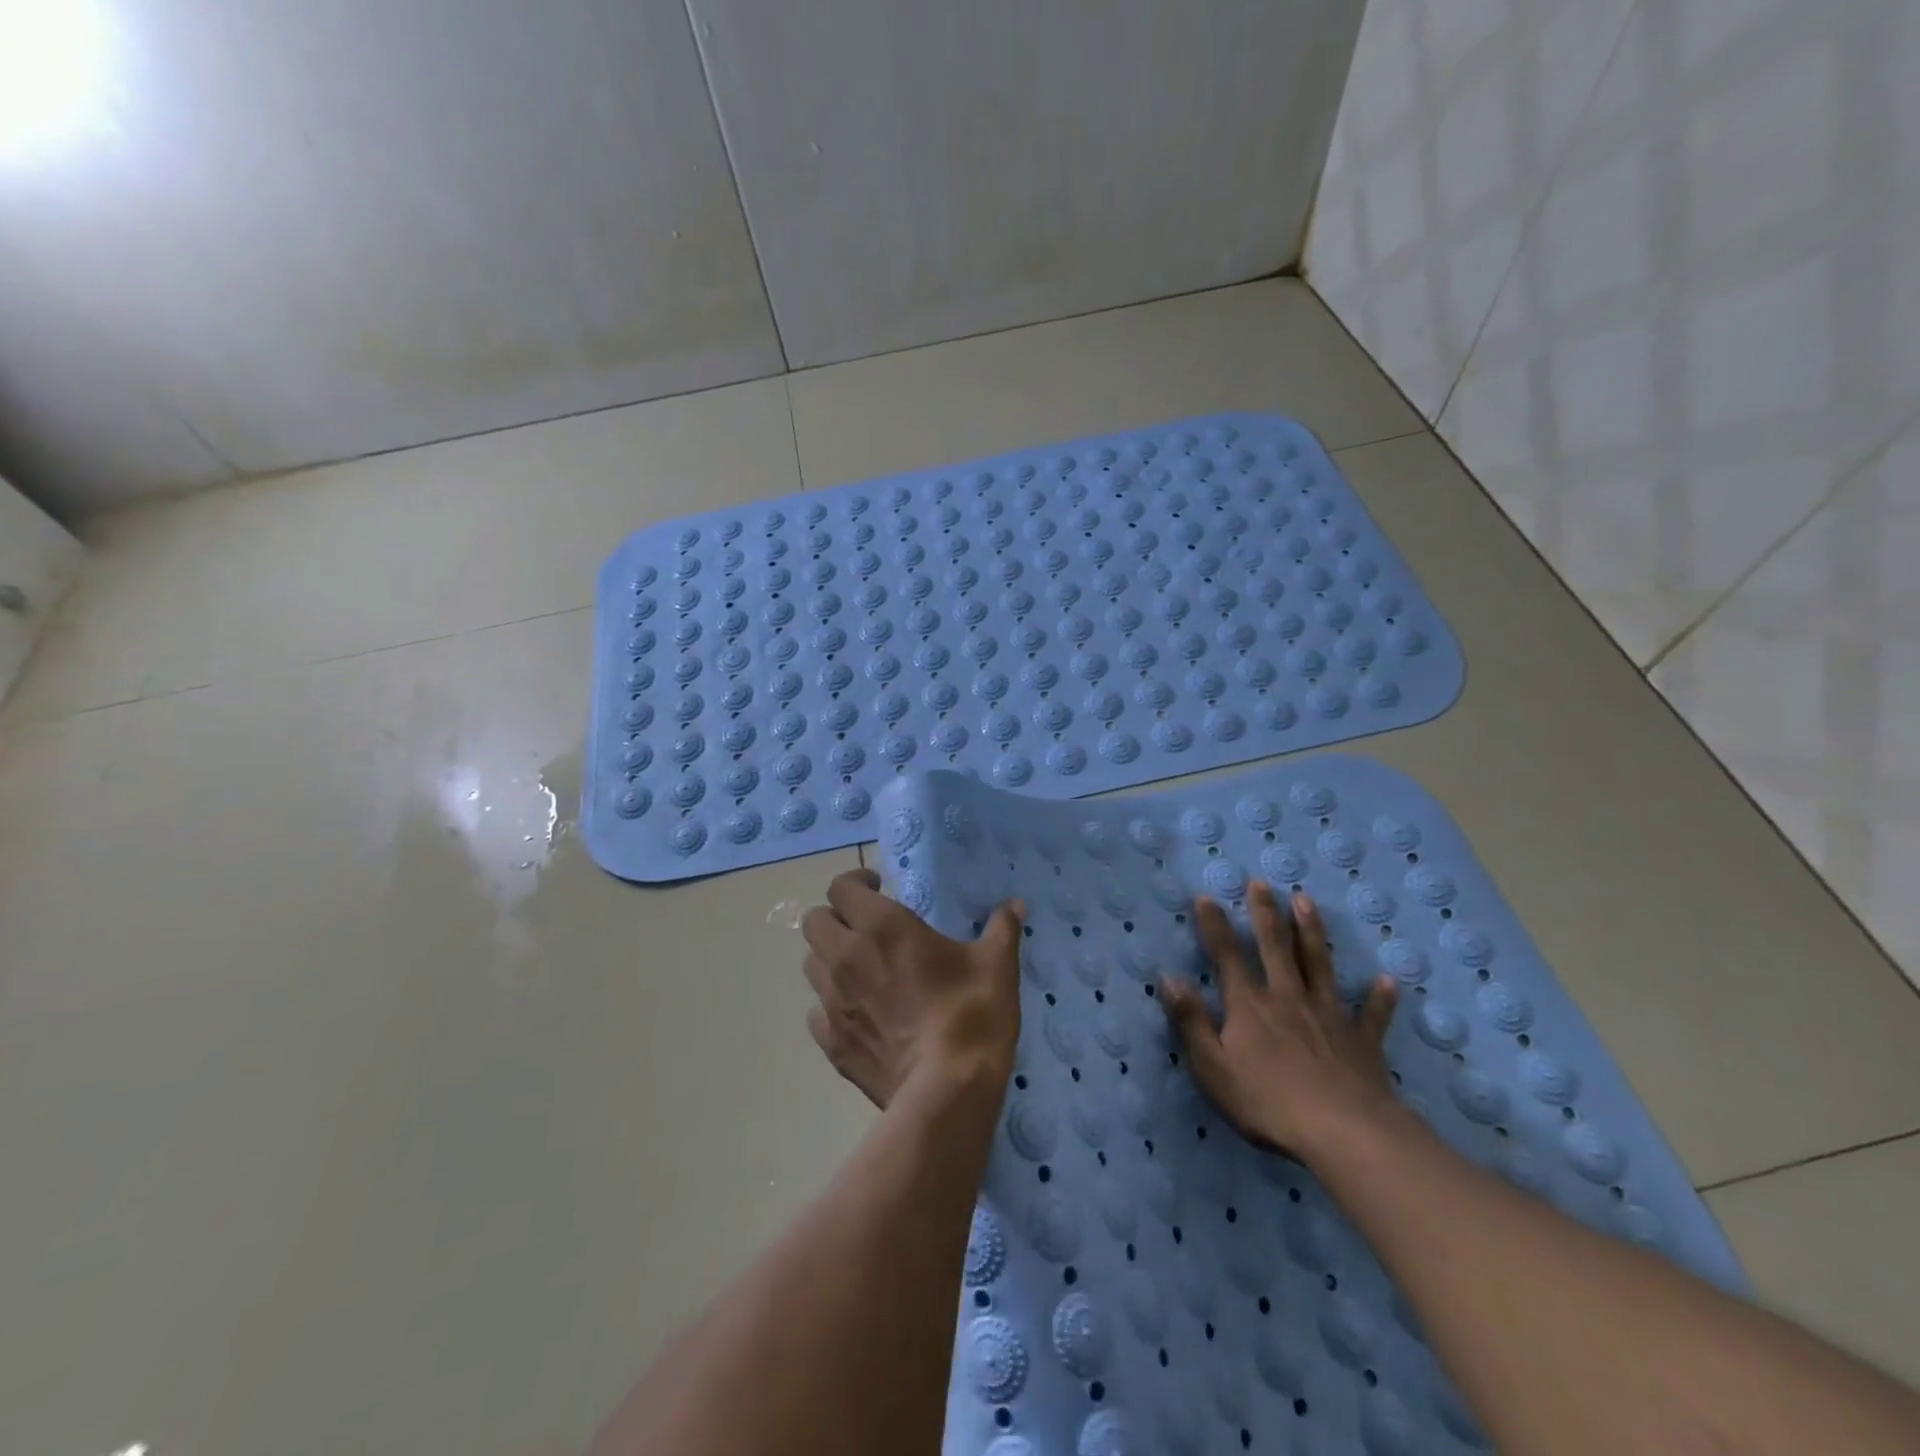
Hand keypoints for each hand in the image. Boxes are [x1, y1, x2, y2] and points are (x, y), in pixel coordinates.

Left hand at [800, 868, 1025, 1108]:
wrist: (946, 1092)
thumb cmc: (972, 1013)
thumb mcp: (996, 964)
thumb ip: (1002, 928)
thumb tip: (1015, 904)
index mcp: (881, 926)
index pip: (840, 888)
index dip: (855, 883)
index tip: (878, 889)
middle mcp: (847, 957)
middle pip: (813, 922)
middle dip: (835, 918)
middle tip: (864, 927)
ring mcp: (833, 1002)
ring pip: (811, 965)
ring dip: (830, 960)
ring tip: (860, 970)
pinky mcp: (831, 1043)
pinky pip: (817, 1013)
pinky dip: (832, 1006)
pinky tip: (860, 1014)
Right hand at [1160, 882, 1399, 1160]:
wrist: (1343, 1132)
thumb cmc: (1268, 1102)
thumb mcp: (1213, 1067)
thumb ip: (1190, 1020)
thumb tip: (1168, 977)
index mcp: (1250, 1005)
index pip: (1227, 956)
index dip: (1214, 926)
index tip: (1206, 897)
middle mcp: (1288, 997)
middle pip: (1275, 947)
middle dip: (1265, 913)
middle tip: (1261, 883)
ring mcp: (1328, 1015)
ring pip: (1319, 964)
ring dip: (1312, 931)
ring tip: (1306, 901)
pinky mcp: (1362, 1041)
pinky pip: (1372, 1015)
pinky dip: (1380, 998)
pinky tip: (1388, 981)